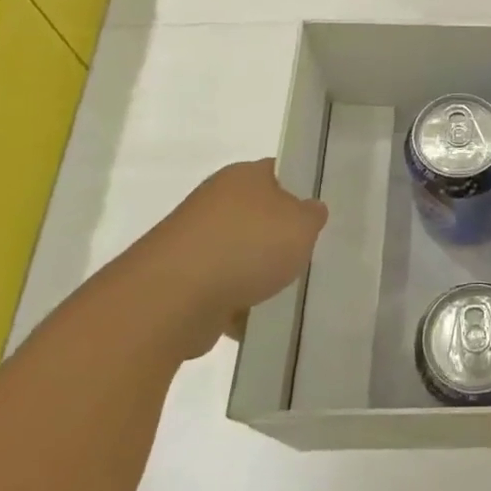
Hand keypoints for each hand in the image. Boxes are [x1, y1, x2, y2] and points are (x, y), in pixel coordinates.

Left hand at [114, 159, 327, 358]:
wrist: (172, 298)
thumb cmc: (246, 246)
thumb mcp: (302, 225)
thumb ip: (312, 215)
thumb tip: (308, 210)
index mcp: (244, 176)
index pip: (279, 173)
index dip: (301, 190)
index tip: (318, 216)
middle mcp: (216, 200)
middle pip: (260, 215)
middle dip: (280, 238)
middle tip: (306, 255)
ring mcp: (195, 240)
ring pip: (241, 253)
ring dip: (258, 273)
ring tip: (283, 292)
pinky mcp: (182, 278)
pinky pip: (222, 287)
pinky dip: (237, 302)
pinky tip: (254, 318)